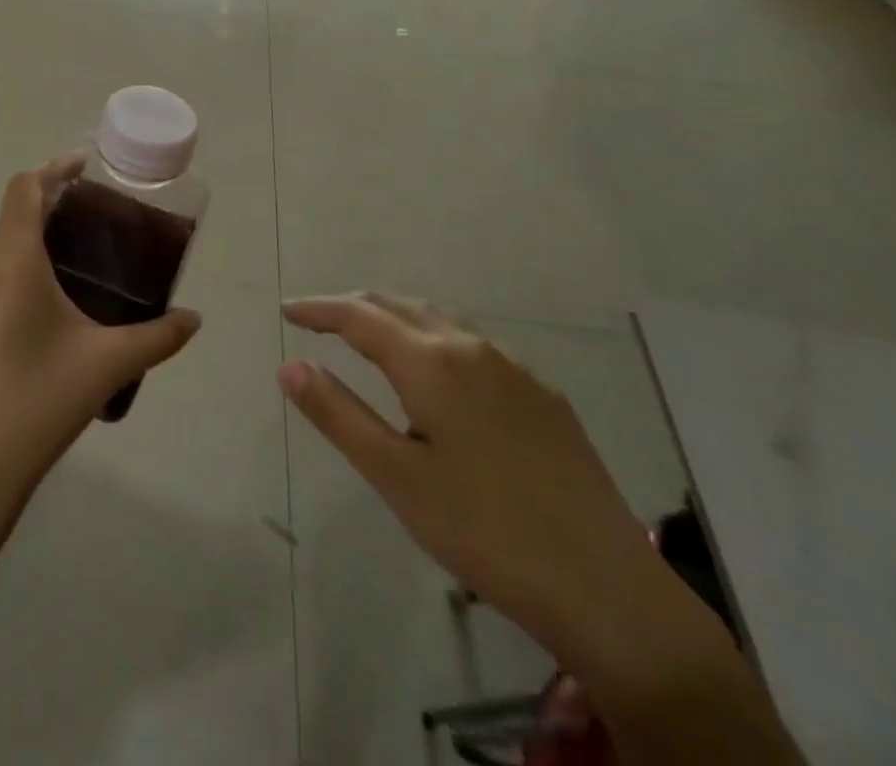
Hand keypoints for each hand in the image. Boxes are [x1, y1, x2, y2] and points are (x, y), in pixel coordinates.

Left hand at [0, 156, 201, 524]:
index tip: (81, 168)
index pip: (25, 188)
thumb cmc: (42, 402)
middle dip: (48, 221)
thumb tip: (195, 320)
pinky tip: (24, 333)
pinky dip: (1, 294)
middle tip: (87, 237)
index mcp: (11, 260)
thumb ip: (159, 336)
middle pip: (11, 225)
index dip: (53, 169)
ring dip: (24, 262)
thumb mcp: (108, 364)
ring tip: (61, 287)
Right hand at [278, 294, 670, 671]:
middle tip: (318, 320)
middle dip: (354, 307)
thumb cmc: (485, 532)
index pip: (359, 316)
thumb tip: (290, 365)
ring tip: (368, 337)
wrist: (608, 589)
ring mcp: (514, 369)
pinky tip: (438, 375)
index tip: (287, 310)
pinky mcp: (543, 395)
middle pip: (399, 306)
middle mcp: (472, 347)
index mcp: (431, 362)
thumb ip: (339, 414)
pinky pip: (474, 345)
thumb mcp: (396, 478)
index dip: (319, 308)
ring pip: (439, 320)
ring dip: (395, 318)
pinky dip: (435, 339)